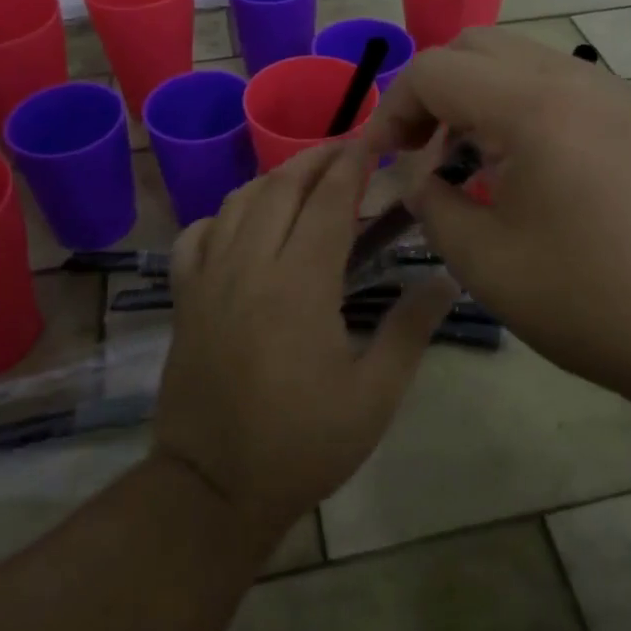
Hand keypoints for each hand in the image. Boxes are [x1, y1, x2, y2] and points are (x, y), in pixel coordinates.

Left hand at [152, 140, 457, 547]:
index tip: (372, 140)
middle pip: (281, 187)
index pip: (330, 202)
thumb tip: (445, 279)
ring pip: (238, 202)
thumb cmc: (302, 445)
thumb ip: (410, 330)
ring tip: (303, 178)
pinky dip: (222, 215)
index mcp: (300, 285)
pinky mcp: (184, 298)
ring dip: (274, 179)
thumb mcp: (374, 397)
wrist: (212, 490)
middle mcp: (250, 266)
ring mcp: (209, 279)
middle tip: (345, 151)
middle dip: (316, 159)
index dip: (352, 164)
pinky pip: (197, 235)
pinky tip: (242, 223)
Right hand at [366, 28, 630, 405]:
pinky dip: (518, 105)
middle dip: (432, 90)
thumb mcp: (485, 262)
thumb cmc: (591, 301)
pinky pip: (558, 84)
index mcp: (533, 106)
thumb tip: (419, 178)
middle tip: (419, 150)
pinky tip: (523, 167)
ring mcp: (614, 93)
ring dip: (476, 95)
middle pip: (476, 47)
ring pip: (519, 59)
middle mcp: (575, 79)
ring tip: (466, 160)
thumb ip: (431, 205)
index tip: (379, 160)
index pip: (434, 70)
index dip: (392, 109)